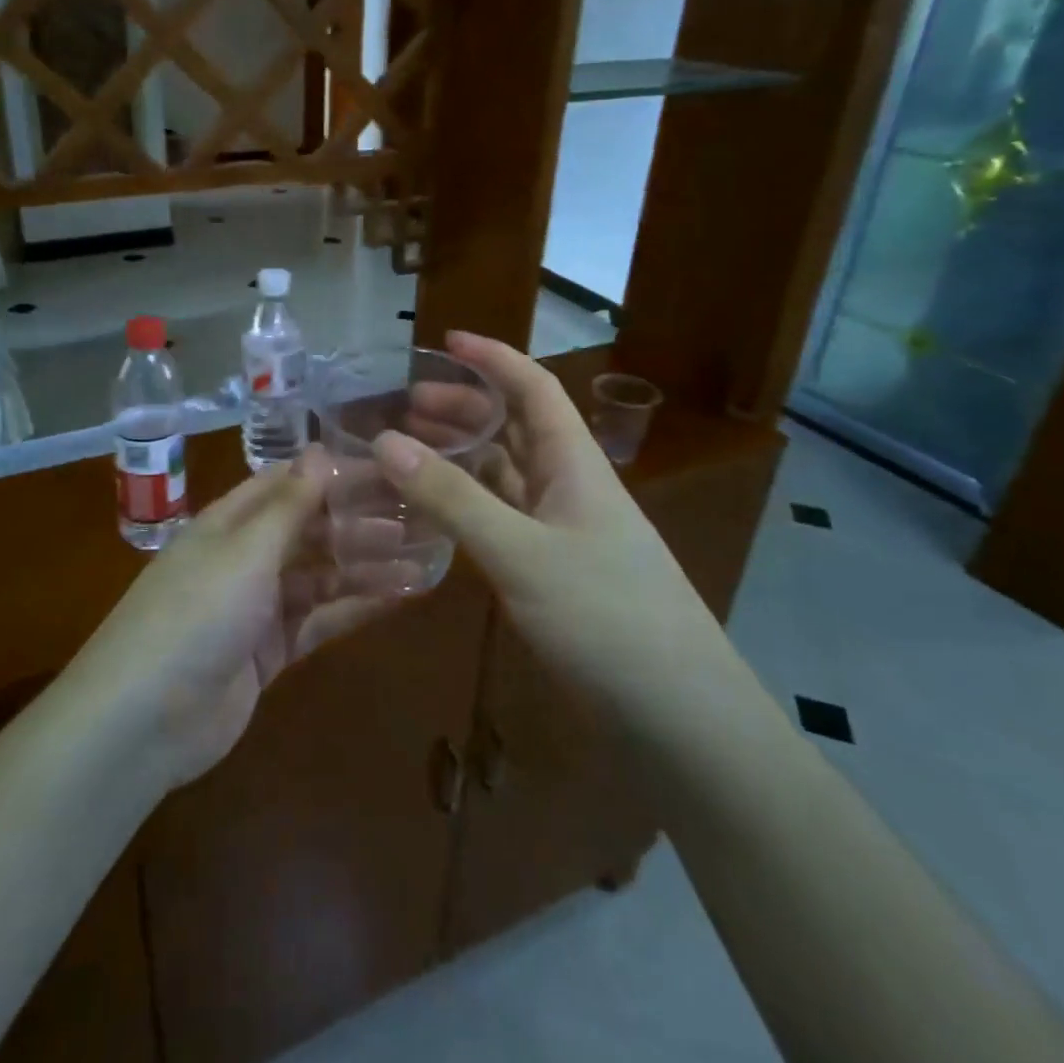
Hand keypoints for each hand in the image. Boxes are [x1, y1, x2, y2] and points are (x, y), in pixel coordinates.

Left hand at [71, 450, 394, 791]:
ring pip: (320, 576)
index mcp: (229, 522)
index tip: (388, 470)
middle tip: (418, 520)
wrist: (144, 720)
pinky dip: (355, 608)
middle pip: (309, 530)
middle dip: (358, 523)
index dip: (335, 475)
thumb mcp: (246, 551)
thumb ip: (289, 505)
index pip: (287, 484)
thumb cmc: (196, 614)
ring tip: (421, 560)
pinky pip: (319, 620)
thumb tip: (319, 450)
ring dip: (365, 567)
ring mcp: (257, 607)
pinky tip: (397, 597)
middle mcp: (244, 557)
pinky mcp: (269, 652)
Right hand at [372, 333, 733, 735]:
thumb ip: (452, 498)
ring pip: (506, 475)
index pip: (534, 388)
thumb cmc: (607, 619)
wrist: (679, 721)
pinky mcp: (553, 574)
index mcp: (575, 464)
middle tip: (406, 405)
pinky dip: (467, 506)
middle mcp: (570, 487)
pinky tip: (435, 513)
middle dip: (465, 407)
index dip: (492, 358)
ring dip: (462, 456)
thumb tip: (385, 441)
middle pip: (516, 428)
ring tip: (409, 450)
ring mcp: (563, 533)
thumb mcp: (521, 553)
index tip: (444, 341)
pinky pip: (502, 519)